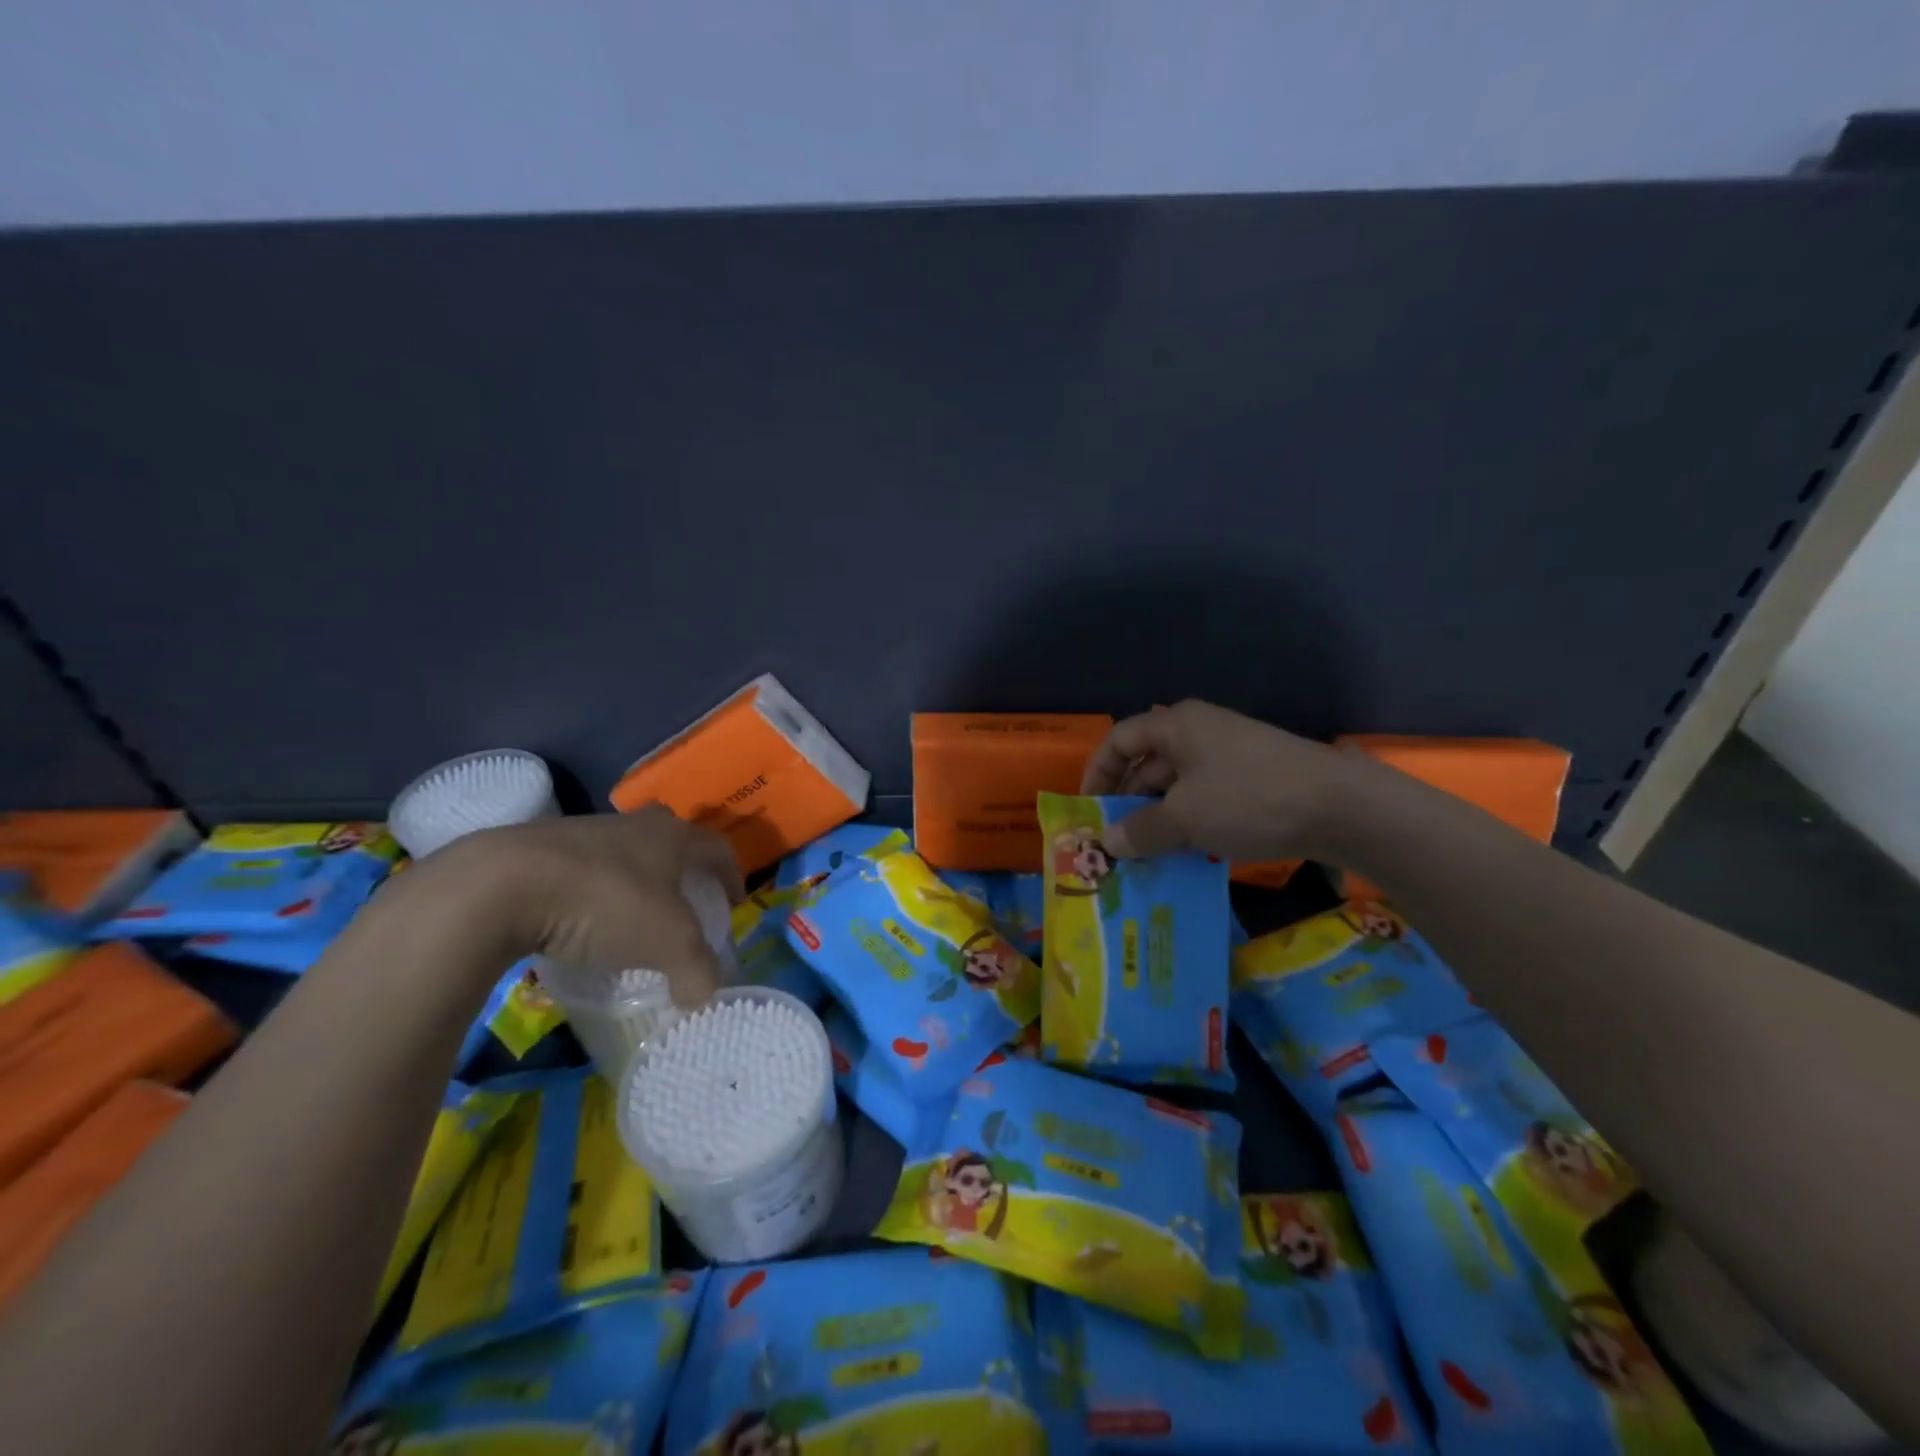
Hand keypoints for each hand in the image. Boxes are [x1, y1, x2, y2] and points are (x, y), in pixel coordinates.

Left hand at [420, 805, 744, 1006]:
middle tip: (684, 906)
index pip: (718, 849)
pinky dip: (591, 893)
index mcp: (674, 836)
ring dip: (634, 882)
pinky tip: (580, 924)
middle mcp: (635, 825)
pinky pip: (581, 870)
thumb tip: (703, 995)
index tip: (733, 902)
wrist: (504, 884)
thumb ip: (697, 970)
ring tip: (629, 921)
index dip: (731, 875)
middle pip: (671, 843)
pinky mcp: (539, 848)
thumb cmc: (608, 902)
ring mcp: (585, 831)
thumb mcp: (668, 945)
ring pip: (624, 855)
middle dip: (682, 872)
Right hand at [1080, 700, 1361, 862]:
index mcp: (1176, 725)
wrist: (1343, 806)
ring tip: (1148, 854)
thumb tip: (1108, 843)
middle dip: (1128, 802)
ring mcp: (1230, 753)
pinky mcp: (1254, 777)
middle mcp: (1199, 731)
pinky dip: (1190, 820)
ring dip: (1159, 817)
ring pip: (1178, 783)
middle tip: (1116, 842)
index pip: (1119, 740)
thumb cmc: (1249, 799)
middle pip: (1147, 762)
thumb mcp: (1185, 819)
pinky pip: (1206, 795)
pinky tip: (1188, 851)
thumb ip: (1140, 831)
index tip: (1090, 810)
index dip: (1097, 772)